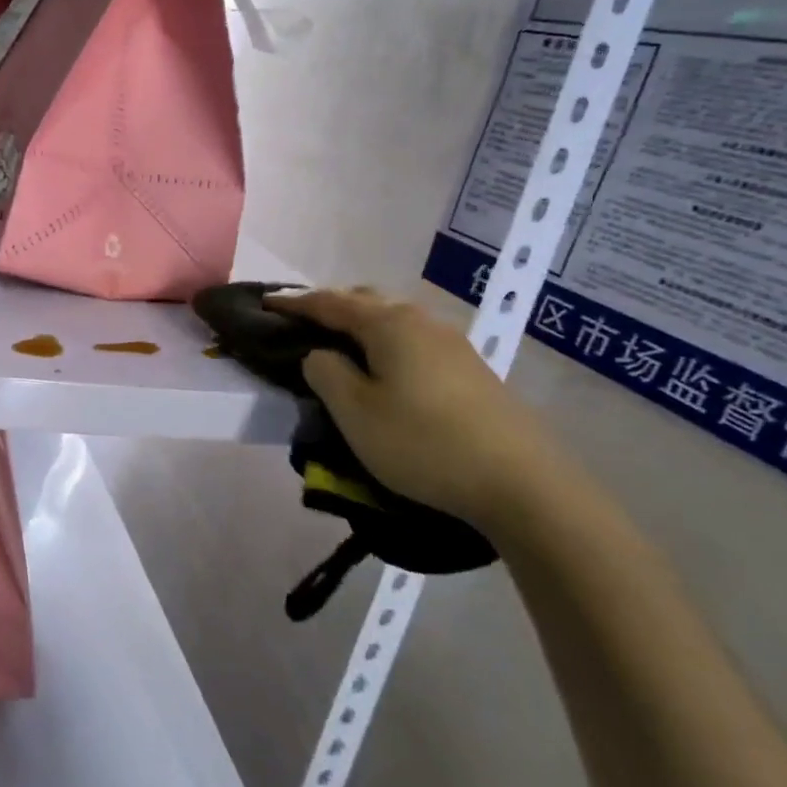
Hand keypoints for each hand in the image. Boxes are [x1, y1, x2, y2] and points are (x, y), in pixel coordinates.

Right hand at [267, 288, 575, 534]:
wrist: (522, 484)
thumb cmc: (423, 443)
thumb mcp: (354, 411)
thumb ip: (325, 373)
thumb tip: (320, 354)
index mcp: (388, 324)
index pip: (329, 302)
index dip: (293, 303)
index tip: (264, 303)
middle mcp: (421, 321)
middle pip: (365, 302)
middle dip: (330, 307)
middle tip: (301, 324)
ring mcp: (453, 344)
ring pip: (393, 322)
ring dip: (360, 327)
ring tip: (339, 348)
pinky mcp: (471, 370)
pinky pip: (413, 342)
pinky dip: (386, 345)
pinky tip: (385, 370)